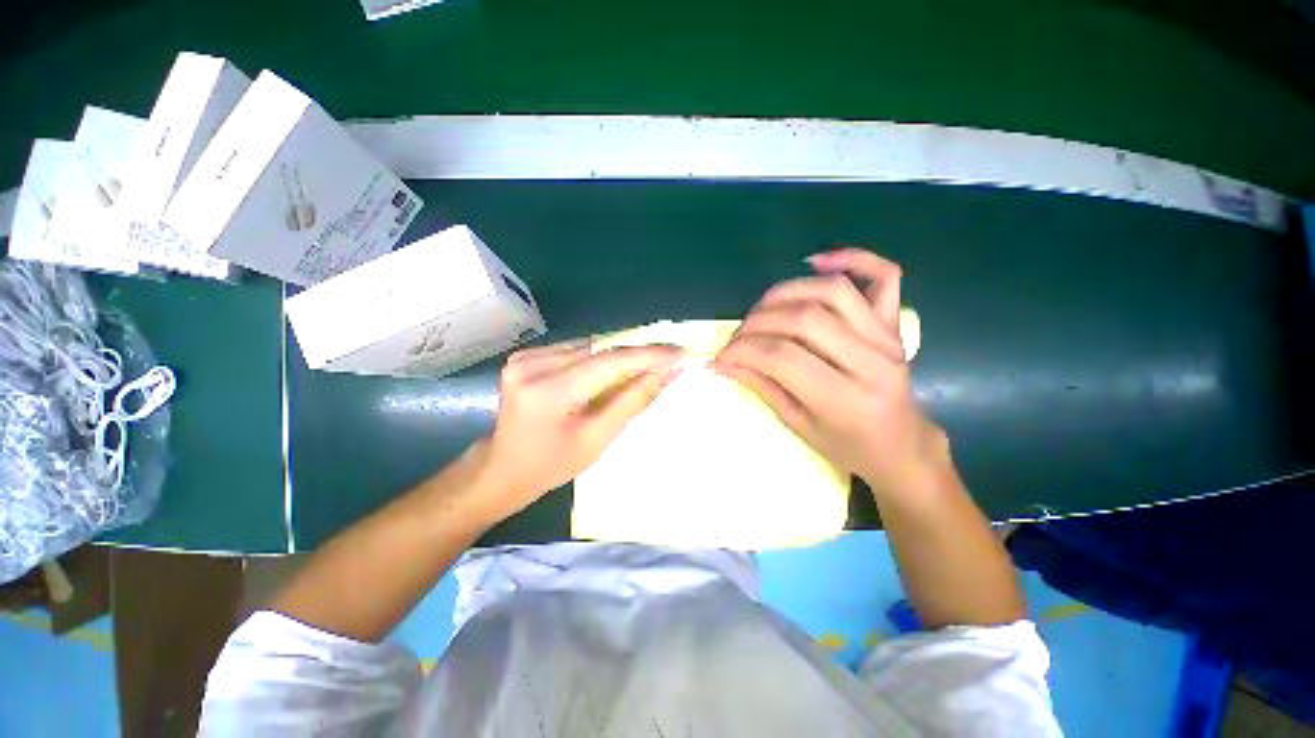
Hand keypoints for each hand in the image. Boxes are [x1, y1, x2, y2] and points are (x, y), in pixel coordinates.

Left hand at [472, 339, 683, 520]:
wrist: (502, 468)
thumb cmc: (551, 465)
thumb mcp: (597, 439)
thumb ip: (633, 401)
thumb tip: (668, 373)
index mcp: (549, 392)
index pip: (610, 362)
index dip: (648, 355)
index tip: (680, 352)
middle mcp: (533, 365)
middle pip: (600, 350)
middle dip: (637, 354)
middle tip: (669, 357)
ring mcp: (525, 358)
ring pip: (589, 346)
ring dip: (618, 355)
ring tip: (646, 365)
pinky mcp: (525, 356)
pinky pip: (574, 350)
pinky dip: (598, 357)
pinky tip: (611, 370)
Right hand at [713, 248, 946, 495]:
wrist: (901, 445)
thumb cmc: (847, 445)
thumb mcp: (798, 426)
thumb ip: (762, 387)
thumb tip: (724, 362)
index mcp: (847, 399)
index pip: (782, 357)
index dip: (743, 351)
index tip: (721, 357)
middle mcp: (872, 361)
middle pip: (805, 319)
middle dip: (757, 322)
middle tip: (737, 337)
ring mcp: (887, 337)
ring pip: (832, 291)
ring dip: (786, 292)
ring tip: (762, 309)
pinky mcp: (893, 323)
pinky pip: (884, 276)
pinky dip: (853, 258)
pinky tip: (817, 262)